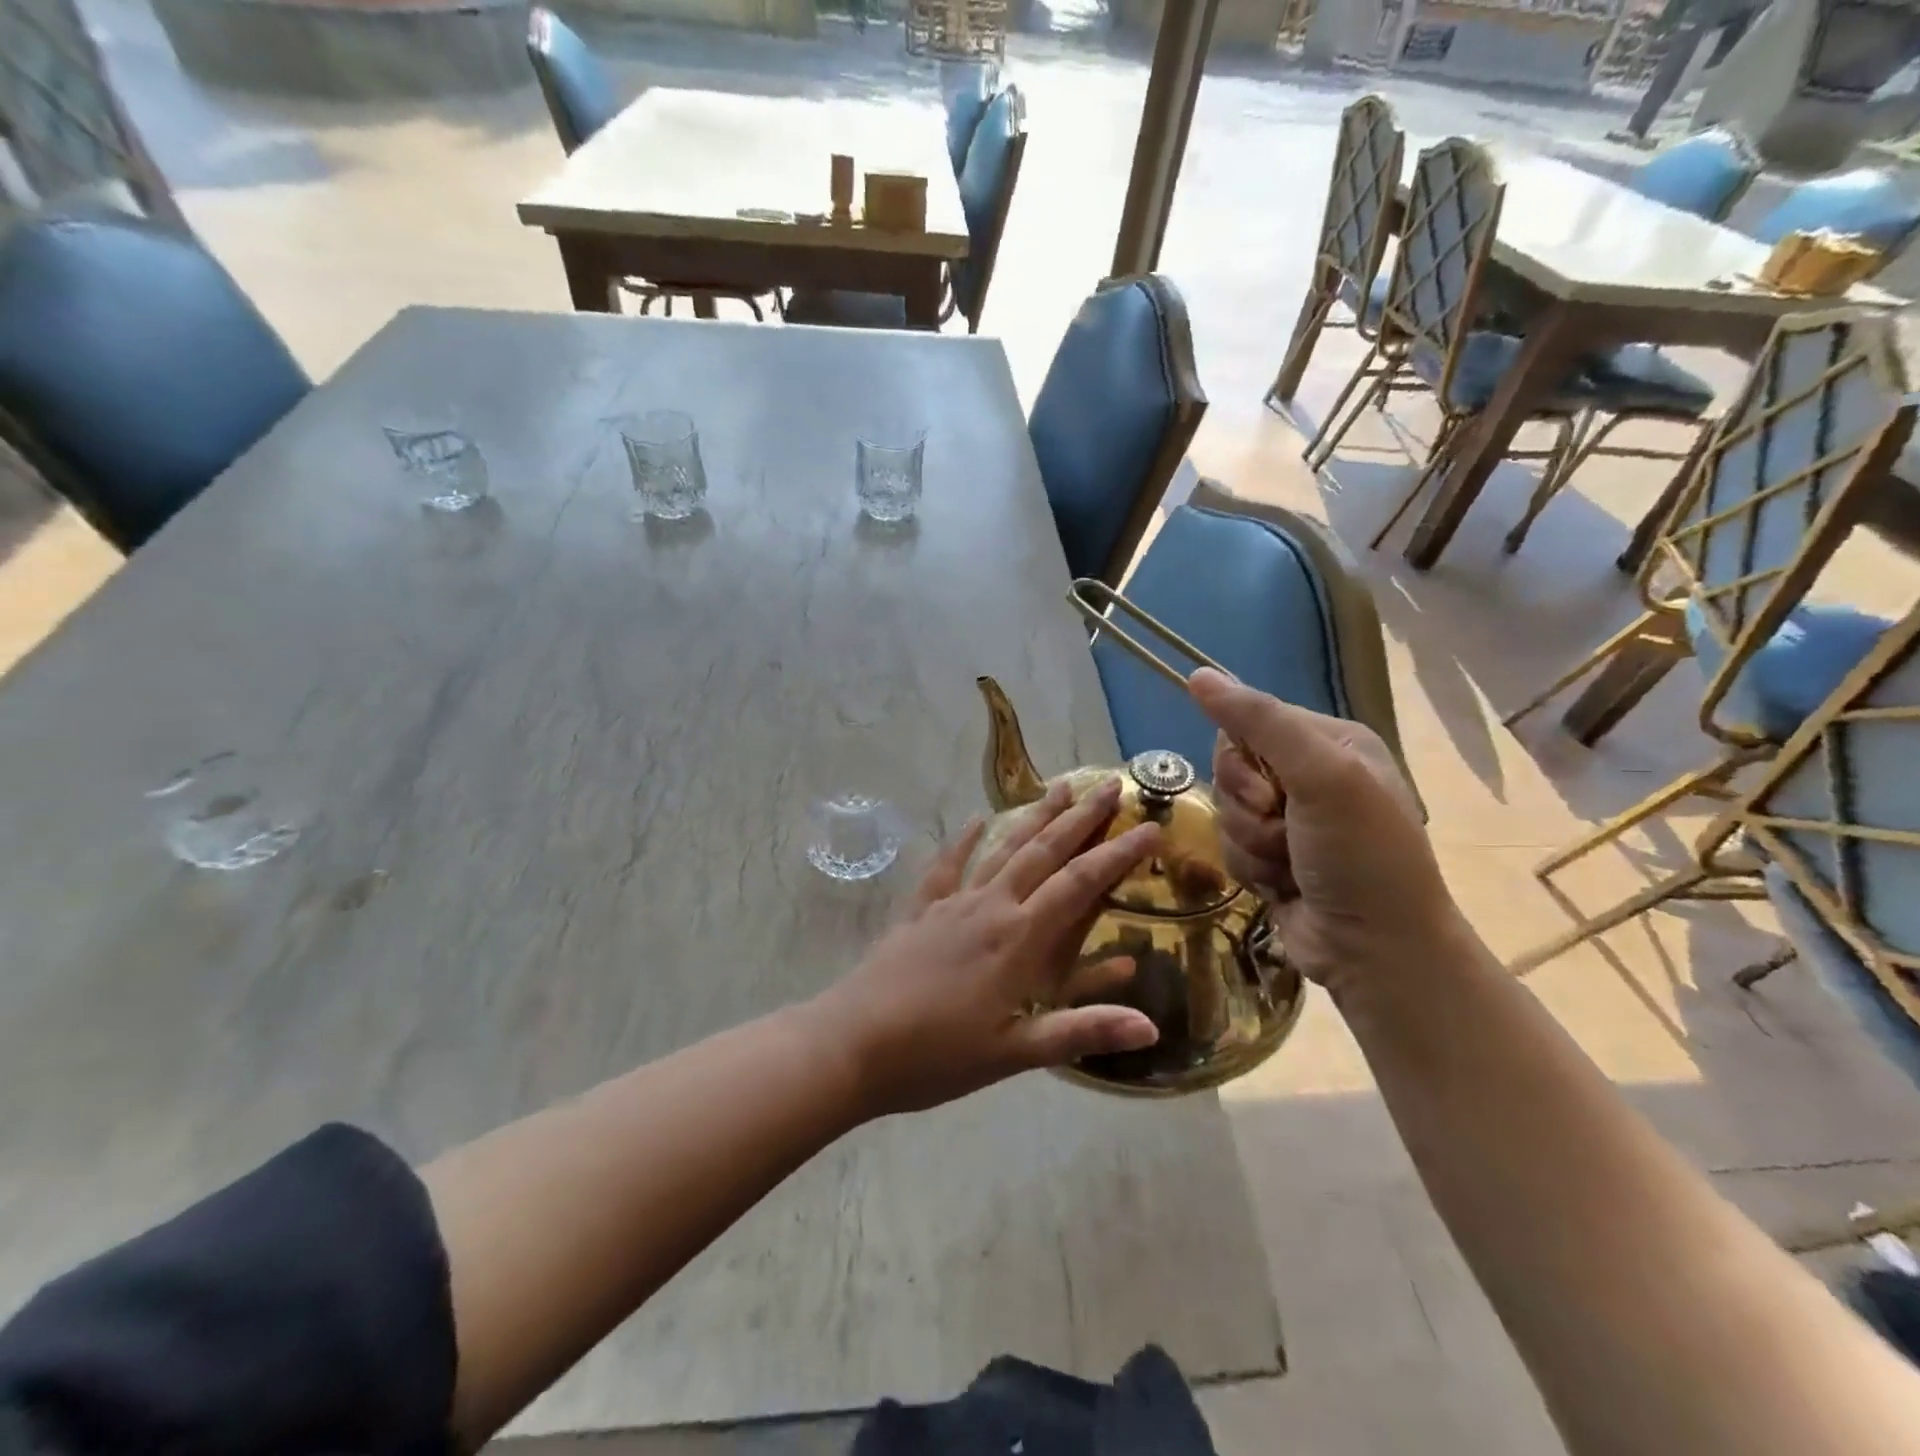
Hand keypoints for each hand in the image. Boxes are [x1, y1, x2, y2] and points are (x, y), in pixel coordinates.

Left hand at [814, 778, 1161, 1116]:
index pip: (1079, 884)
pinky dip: (963, 841)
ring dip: (1032, 817)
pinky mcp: (920, 910)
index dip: (1117, 855)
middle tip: (1109, 785)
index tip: (1149, 827)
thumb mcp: (1015, 1053)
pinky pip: (946, 866)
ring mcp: (952, 903)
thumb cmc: (937, 1055)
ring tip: (1057, 787)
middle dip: (1080, 818)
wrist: (852, 1044)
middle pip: (1043, 852)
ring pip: (1001, 849)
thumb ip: (1082, 1031)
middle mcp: (990, 906)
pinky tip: (973, 821)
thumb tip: (1152, 1025)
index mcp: (1019, 938)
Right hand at [1189, 668, 1457, 993]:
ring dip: (1250, 842)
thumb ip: (1260, 722)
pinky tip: (1281, 884)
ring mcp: (1290, 820)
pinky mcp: (1271, 857)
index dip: (1243, 759)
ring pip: (1226, 811)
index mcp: (1330, 743)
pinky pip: (1229, 846)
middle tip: (1283, 828)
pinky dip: (1249, 867)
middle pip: (1230, 769)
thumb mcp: (1320, 777)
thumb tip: (1198, 674)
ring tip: (1289, 865)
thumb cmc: (1361, 856)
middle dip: (1247, 807)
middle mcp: (1309, 775)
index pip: (1249, 723)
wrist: (1377, 950)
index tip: (1269, 791)